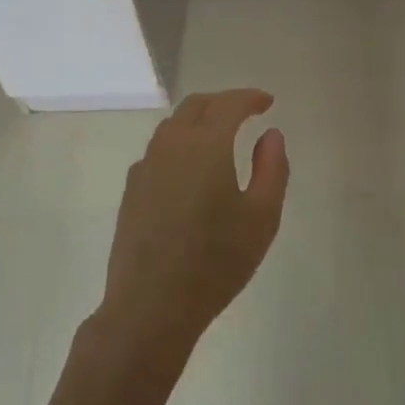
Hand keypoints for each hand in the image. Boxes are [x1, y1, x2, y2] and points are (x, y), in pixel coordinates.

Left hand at [97, 89, 289, 361]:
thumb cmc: (216, 262)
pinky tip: (189, 167)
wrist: (150, 306)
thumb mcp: (261, 217)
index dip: (250, 98)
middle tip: (246, 111)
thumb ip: (272, 168)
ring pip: (173, 125)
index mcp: (206, 145)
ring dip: (199, 119)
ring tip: (220, 134)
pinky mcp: (132, 189)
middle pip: (196, 105)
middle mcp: (172, 145)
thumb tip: (271, 135)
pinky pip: (158, 149)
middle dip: (223, 102)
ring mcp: (146, 166)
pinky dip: (179, 143)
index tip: (267, 102)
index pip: (229, 104)